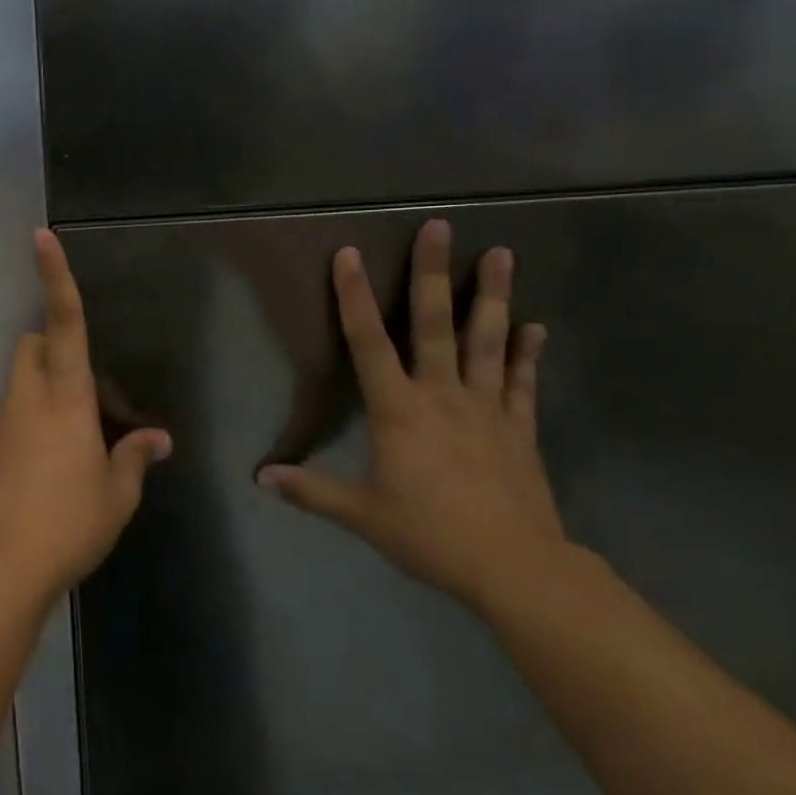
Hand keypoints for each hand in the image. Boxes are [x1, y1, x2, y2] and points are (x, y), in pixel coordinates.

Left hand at [0, 229, 172, 605]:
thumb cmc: (67, 524)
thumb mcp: (116, 495)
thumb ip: (136, 459)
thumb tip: (159, 440)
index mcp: (65, 398)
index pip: (63, 322)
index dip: (56, 277)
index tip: (42, 237)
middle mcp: (28, 399)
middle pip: (32, 344)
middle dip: (54, 345)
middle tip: (95, 395)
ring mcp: (3, 423)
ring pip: (24, 382)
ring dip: (51, 391)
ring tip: (87, 445)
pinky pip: (16, 416)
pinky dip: (38, 422)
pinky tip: (60, 469)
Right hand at [258, 219, 563, 608]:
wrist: (514, 567)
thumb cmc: (429, 534)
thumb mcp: (361, 514)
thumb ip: (310, 490)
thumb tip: (259, 477)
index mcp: (398, 410)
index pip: (368, 342)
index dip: (353, 297)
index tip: (349, 253)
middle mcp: (442, 394)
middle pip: (435, 324)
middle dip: (434, 273)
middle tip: (442, 227)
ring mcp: (486, 407)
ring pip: (488, 340)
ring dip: (493, 296)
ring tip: (502, 253)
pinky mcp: (520, 428)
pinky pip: (523, 382)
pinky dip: (528, 353)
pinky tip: (536, 326)